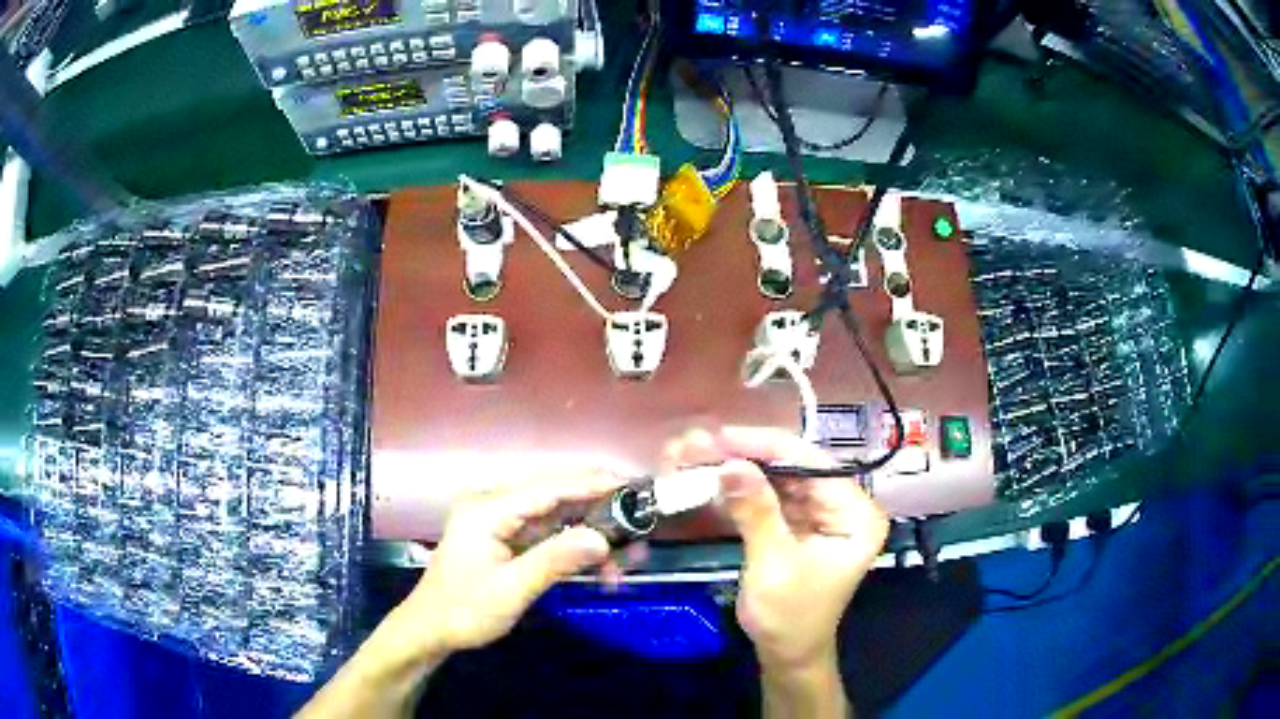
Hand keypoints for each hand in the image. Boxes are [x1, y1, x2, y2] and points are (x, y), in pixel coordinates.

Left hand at [395, 468, 625, 654]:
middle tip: (637, 519)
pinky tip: (598, 564)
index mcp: (488, 509)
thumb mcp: (511, 589)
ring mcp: (497, 521)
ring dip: (589, 532)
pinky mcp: (503, 537)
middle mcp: (493, 505)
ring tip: (626, 553)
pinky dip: (573, 546)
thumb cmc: (464, 610)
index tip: (630, 485)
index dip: (591, 484)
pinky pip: (545, 533)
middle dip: (597, 507)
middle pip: (553, 494)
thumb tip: (603, 538)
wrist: (430, 630)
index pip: (548, 487)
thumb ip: (555, 560)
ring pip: (554, 515)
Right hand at [663, 427, 888, 668]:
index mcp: (856, 514)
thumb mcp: (774, 565)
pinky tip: (710, 479)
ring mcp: (820, 514)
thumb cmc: (790, 617)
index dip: (767, 447)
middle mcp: (843, 506)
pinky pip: (768, 497)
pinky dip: (739, 490)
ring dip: (738, 469)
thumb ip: (756, 512)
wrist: (787, 654)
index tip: (722, 437)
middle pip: (793, 467)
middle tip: (700, 445)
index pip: (814, 465)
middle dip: (746, 455)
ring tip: (697, 456)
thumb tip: (729, 464)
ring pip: (777, 478)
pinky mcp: (798, 524)